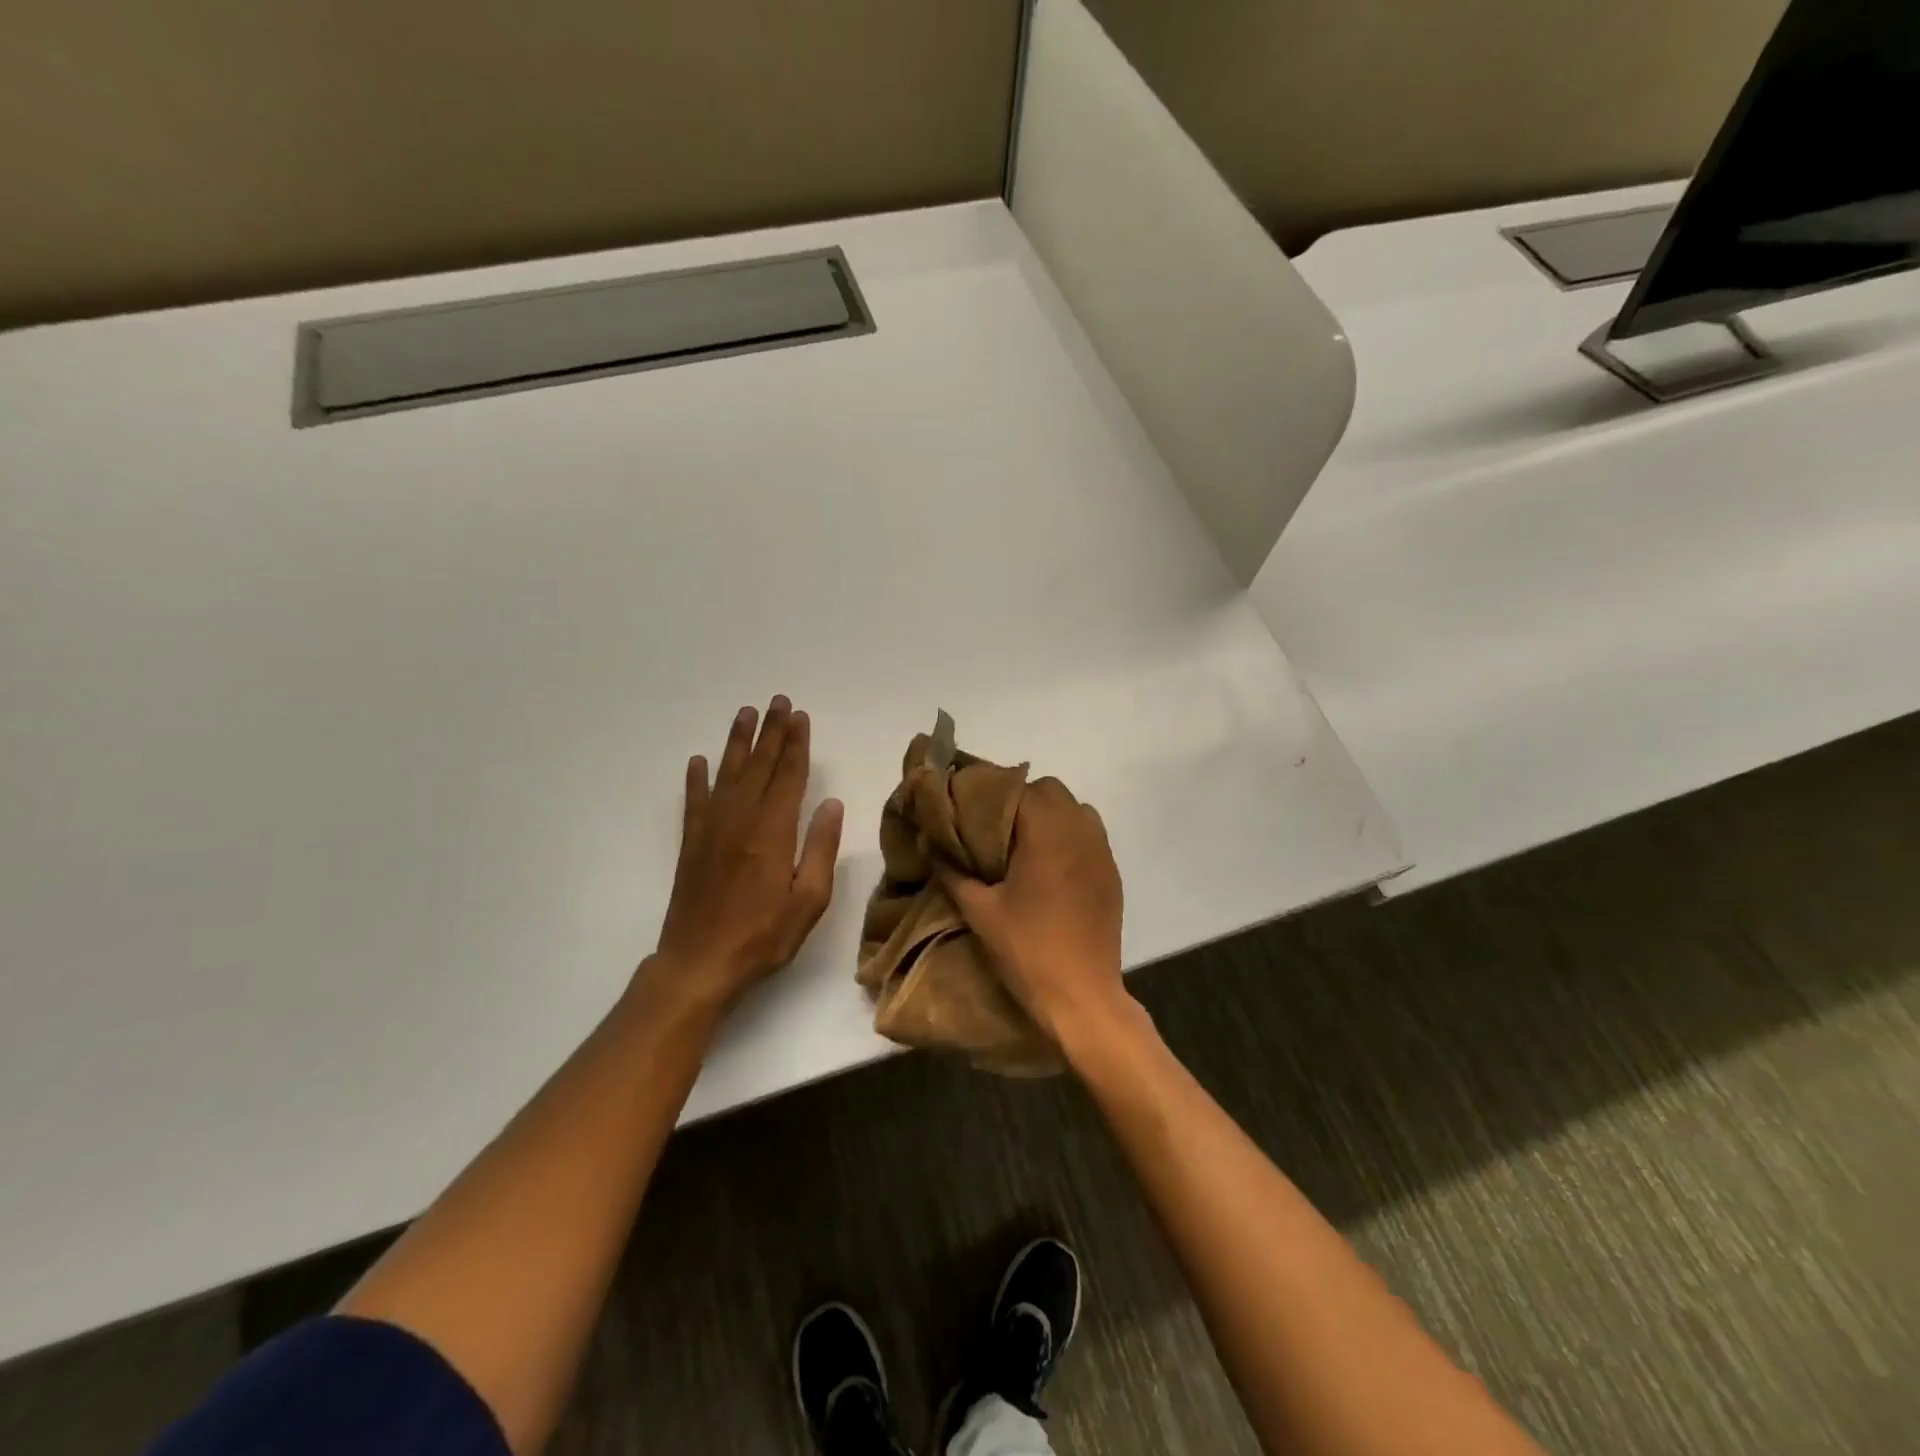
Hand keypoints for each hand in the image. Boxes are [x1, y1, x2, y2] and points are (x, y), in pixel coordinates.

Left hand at [647, 697, 843, 1011]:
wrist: (699, 964)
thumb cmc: (763, 936)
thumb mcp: (808, 900)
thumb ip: (820, 848)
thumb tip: (831, 803)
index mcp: (773, 832)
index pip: (788, 776)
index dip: (796, 745)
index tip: (800, 717)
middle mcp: (740, 820)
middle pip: (759, 766)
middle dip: (771, 732)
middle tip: (778, 702)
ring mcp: (711, 830)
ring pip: (727, 774)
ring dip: (738, 742)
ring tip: (745, 714)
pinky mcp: (691, 844)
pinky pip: (694, 801)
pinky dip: (697, 779)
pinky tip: (699, 761)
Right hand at [937, 777, 1128, 1044]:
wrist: (1082, 996)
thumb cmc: (1027, 950)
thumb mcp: (980, 911)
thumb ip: (952, 872)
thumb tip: (930, 843)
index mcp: (1047, 833)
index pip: (1020, 788)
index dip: (993, 795)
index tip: (973, 814)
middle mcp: (1080, 832)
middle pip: (1051, 791)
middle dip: (1023, 802)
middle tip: (997, 832)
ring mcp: (1102, 852)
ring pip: (1076, 810)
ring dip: (1051, 816)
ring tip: (1026, 847)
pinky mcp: (1112, 874)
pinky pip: (1091, 836)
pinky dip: (1070, 837)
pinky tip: (1051, 868)